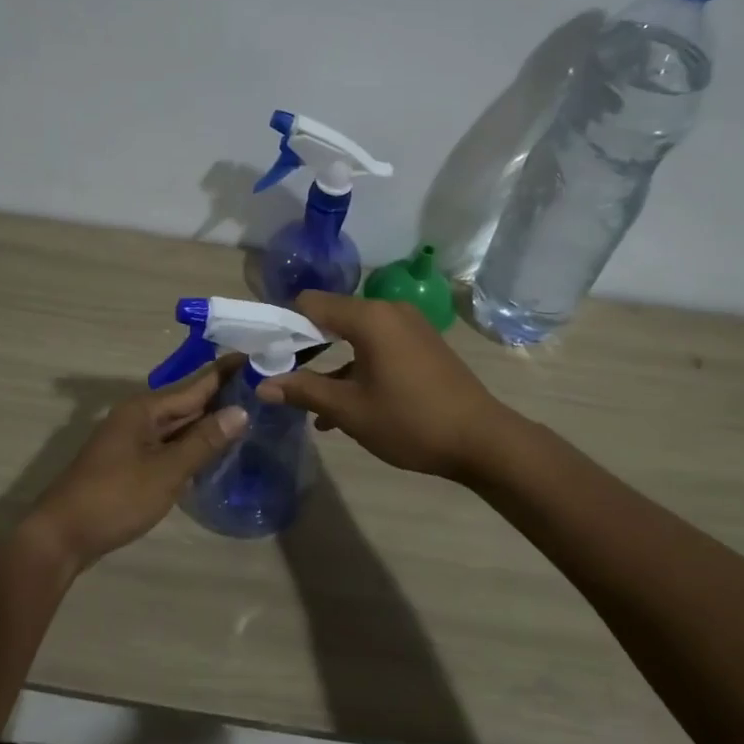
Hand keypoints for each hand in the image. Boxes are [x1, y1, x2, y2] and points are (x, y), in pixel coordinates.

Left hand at [26, 363, 246, 571]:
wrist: (62, 536)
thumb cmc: (115, 497)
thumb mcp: (166, 470)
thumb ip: (203, 441)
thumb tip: (241, 411)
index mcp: (145, 409)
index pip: (196, 384)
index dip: (226, 373)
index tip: (257, 357)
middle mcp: (138, 417)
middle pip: (188, 402)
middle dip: (223, 396)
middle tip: (264, 389)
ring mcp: (133, 440)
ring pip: (179, 425)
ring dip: (209, 422)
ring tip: (250, 414)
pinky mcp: (131, 463)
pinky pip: (170, 445)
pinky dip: (193, 444)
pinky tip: (215, 450)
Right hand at [255, 292, 512, 480]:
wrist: (482, 440)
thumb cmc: (410, 421)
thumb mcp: (350, 410)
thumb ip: (303, 391)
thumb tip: (261, 385)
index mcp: (369, 317)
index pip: (310, 303)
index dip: (283, 325)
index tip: (267, 354)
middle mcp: (389, 310)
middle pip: (332, 316)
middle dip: (305, 346)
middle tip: (282, 376)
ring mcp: (410, 326)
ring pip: (354, 335)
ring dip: (330, 362)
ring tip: (309, 400)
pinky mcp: (422, 344)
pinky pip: (377, 346)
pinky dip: (357, 366)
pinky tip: (344, 406)